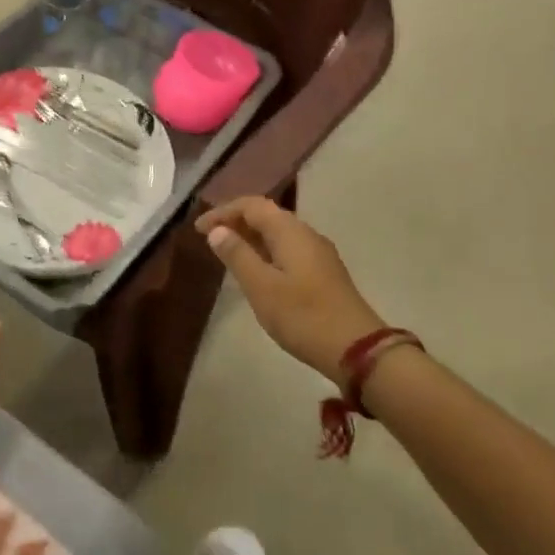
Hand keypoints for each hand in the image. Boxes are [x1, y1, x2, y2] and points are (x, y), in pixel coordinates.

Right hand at [197, 198, 385, 384]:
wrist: (356, 349)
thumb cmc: (303, 316)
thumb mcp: (261, 287)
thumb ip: (238, 255)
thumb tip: (218, 230)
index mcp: (290, 231)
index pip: (252, 205)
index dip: (223, 212)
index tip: (198, 229)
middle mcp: (306, 234)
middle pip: (267, 215)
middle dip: (236, 222)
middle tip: (209, 239)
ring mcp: (318, 253)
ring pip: (278, 234)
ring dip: (251, 238)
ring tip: (227, 254)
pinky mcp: (324, 273)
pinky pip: (288, 250)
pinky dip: (266, 252)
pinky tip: (256, 272)